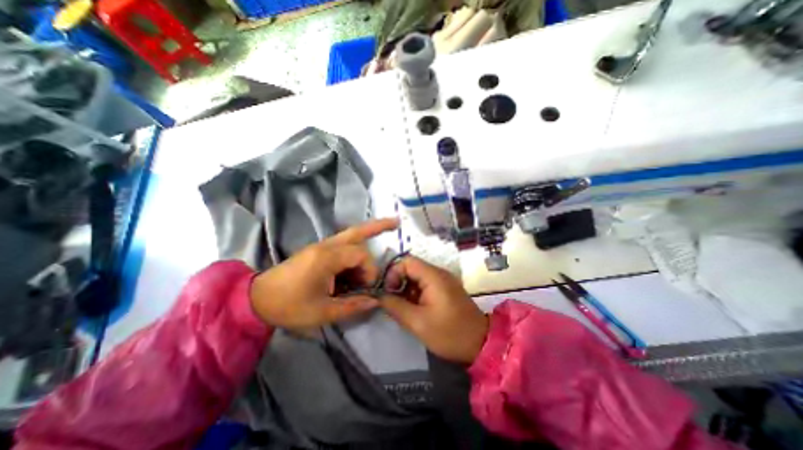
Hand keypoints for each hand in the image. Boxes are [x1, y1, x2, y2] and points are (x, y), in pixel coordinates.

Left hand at [251, 220, 397, 332]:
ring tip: (384, 235)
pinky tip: (360, 260)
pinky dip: (356, 248)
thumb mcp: (322, 312)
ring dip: (367, 239)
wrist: (257, 299)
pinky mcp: (318, 251)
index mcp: (326, 258)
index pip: (360, 254)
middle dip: (378, 226)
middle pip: (357, 231)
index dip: (370, 269)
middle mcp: (326, 246)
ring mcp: (321, 246)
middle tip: (396, 222)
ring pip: (351, 235)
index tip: (367, 287)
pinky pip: (343, 244)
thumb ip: (352, 306)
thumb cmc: (289, 306)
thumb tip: (375, 301)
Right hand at [381, 255, 488, 362]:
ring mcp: (443, 280)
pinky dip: (415, 293)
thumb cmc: (449, 333)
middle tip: (392, 301)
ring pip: (417, 276)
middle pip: (411, 267)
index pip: (406, 261)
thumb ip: (395, 306)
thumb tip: (379, 296)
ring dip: (406, 289)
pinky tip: (413, 308)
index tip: (388, 291)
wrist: (480, 343)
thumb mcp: (418, 323)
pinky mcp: (445, 289)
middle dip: (398, 282)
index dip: (393, 273)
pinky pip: (425, 284)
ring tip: (402, 307)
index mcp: (433, 276)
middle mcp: (439, 273)